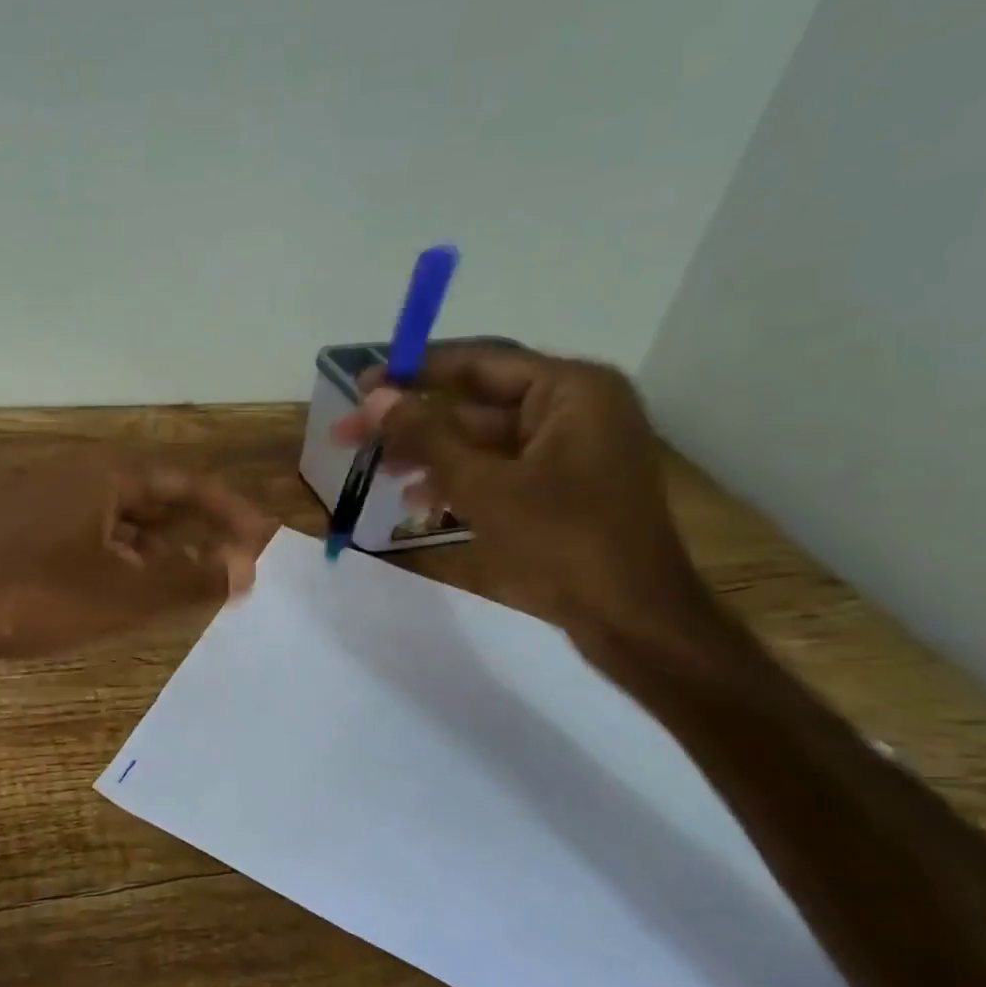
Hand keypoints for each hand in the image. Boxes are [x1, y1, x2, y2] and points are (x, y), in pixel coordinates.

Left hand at [0, 448, 273, 659]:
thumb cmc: (37, 595)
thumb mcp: (124, 593)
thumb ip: (190, 579)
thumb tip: (245, 568)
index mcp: (108, 473)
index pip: (188, 483)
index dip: (230, 512)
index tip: (263, 539)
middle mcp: (80, 471)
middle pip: (157, 495)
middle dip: (197, 530)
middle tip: (231, 564)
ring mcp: (48, 494)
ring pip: (122, 515)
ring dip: (159, 545)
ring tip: (186, 581)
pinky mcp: (25, 520)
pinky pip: (92, 528)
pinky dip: (121, 552)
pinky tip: (126, 585)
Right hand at [331, 346, 716, 654]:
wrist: (634, 623)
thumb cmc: (563, 543)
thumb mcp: (483, 486)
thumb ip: (427, 436)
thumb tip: (376, 397)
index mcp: (571, 390)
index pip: (477, 363)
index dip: (412, 373)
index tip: (361, 386)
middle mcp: (574, 408)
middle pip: (474, 403)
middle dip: (413, 423)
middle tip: (350, 435)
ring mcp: (570, 450)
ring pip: (481, 439)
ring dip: (428, 455)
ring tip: (378, 473)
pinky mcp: (563, 487)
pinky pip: (499, 469)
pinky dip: (459, 480)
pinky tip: (418, 503)